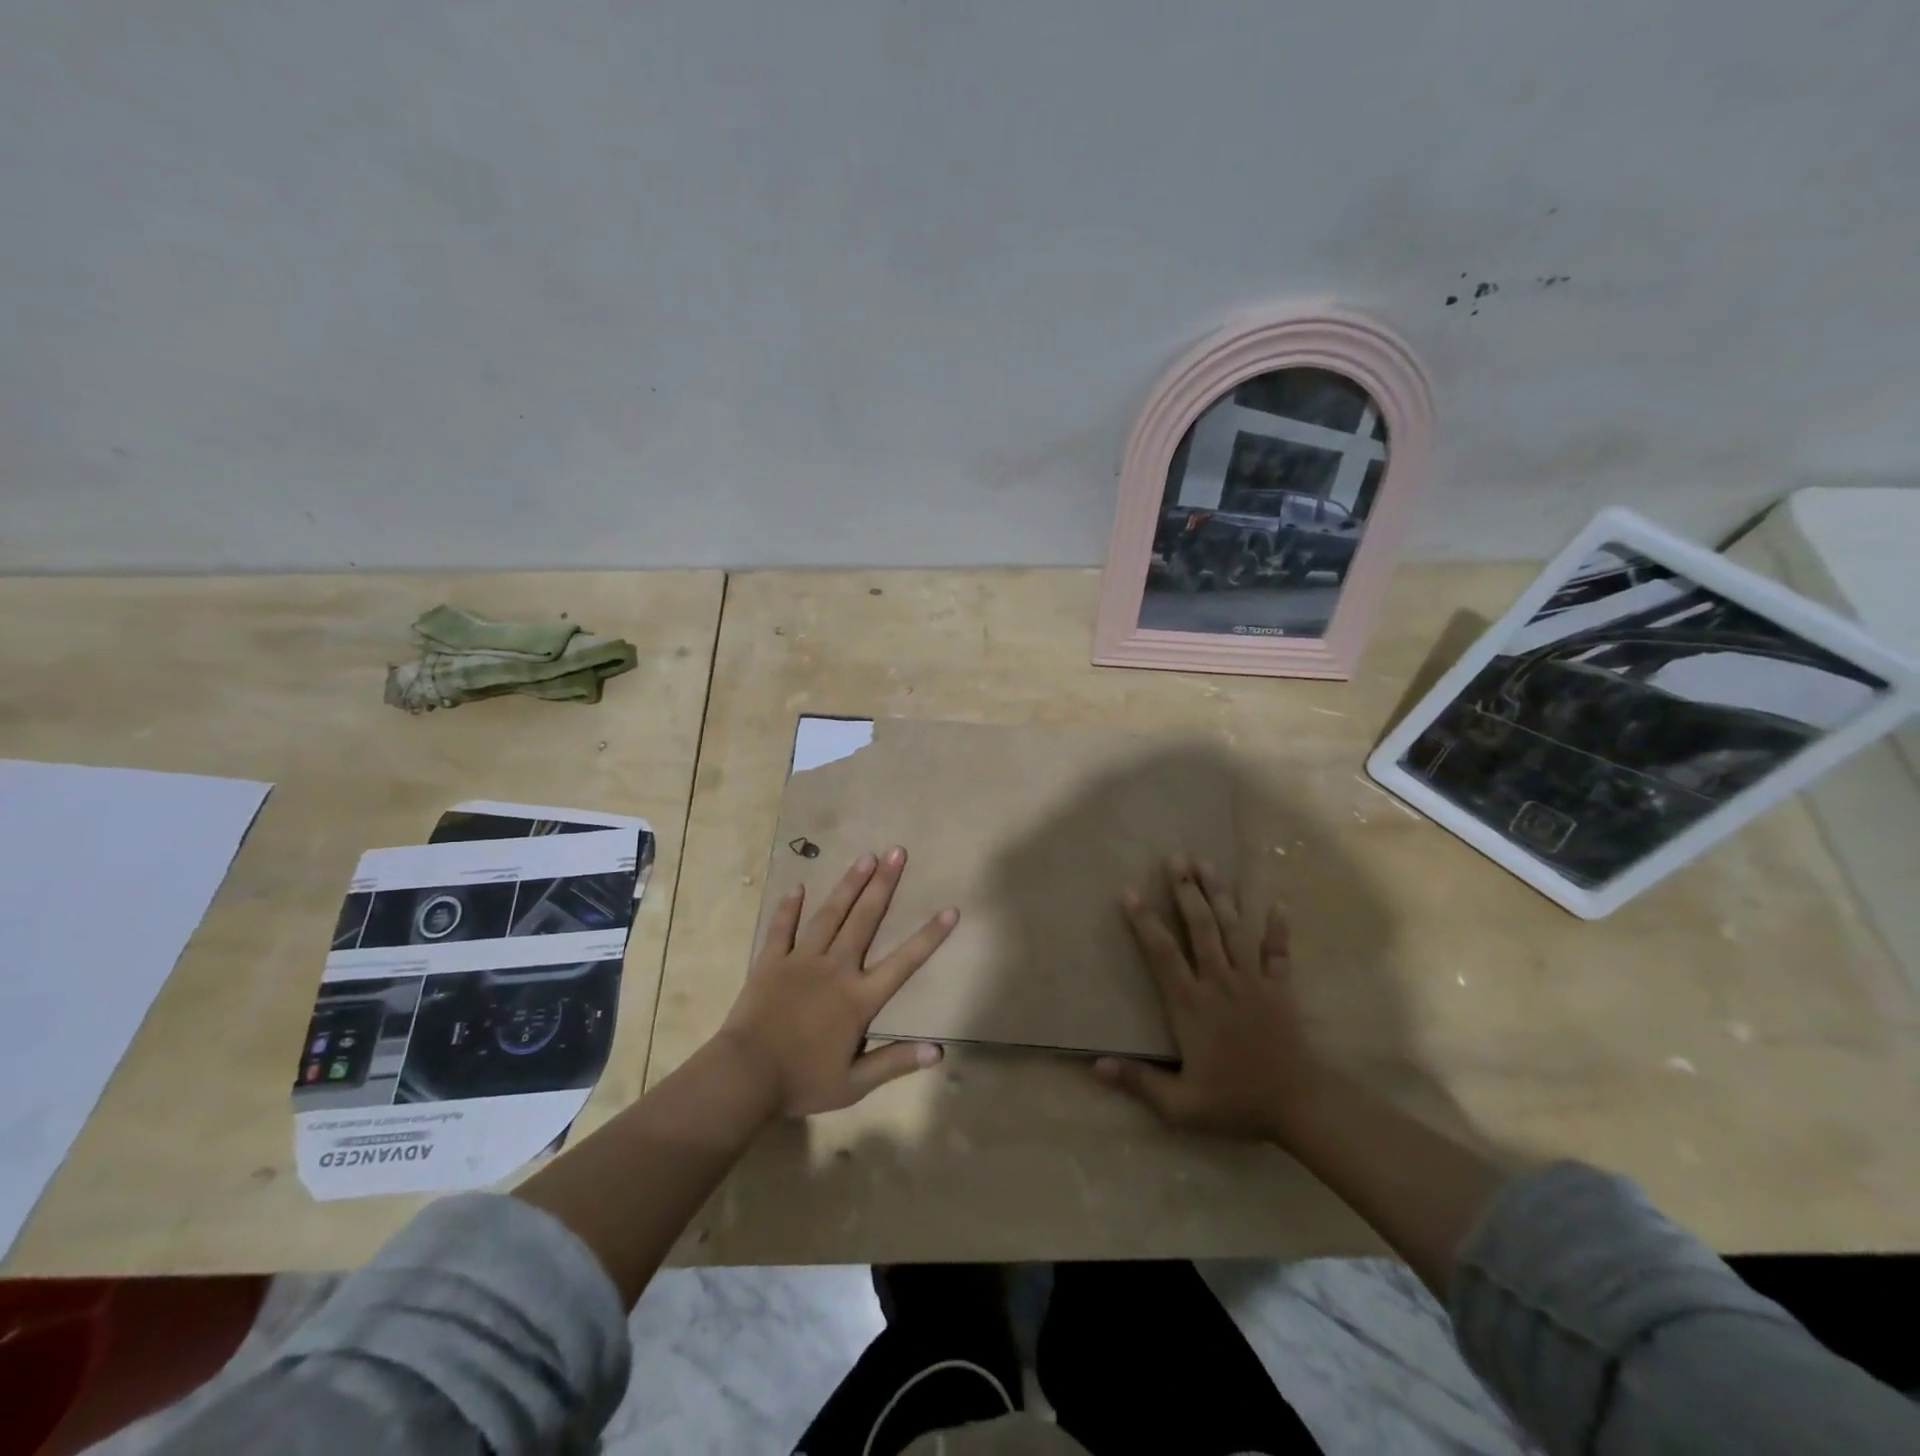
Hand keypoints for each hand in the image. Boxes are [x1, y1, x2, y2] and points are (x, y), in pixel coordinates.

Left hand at [718, 846, 958, 1117]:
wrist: (744, 1077)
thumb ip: (895, 1062)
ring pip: (829, 915)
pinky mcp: (771, 962)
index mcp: (858, 998)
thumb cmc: (802, 1082)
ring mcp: (801, 961)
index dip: (929, 936)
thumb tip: (939, 1051)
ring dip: (848, 885)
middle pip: (865, 920)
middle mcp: (835, 969)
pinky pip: (781, 929)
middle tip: (897, 852)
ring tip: (865, 856)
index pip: (904, 962)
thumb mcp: (854, 1084)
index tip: (951, 909)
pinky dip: (789, 908)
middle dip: (884, 885)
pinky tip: (797, 887)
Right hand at [1095, 857, 1324, 1141]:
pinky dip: (1278, 927)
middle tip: (1175, 858)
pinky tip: (1278, 902)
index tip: (1129, 892)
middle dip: (1186, 889)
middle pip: (1200, 926)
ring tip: (1208, 862)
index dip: (1144, 921)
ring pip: (1234, 928)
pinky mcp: (1280, 987)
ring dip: (1220, 894)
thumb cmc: (1236, 1101)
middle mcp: (1219, 981)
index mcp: (1190, 1003)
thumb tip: (1094, 1066)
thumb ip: (1139, 1082)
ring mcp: (1252, 980)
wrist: (1300, 1105)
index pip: (1162, 953)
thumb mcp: (1181, 1105)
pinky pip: (1278, 951)